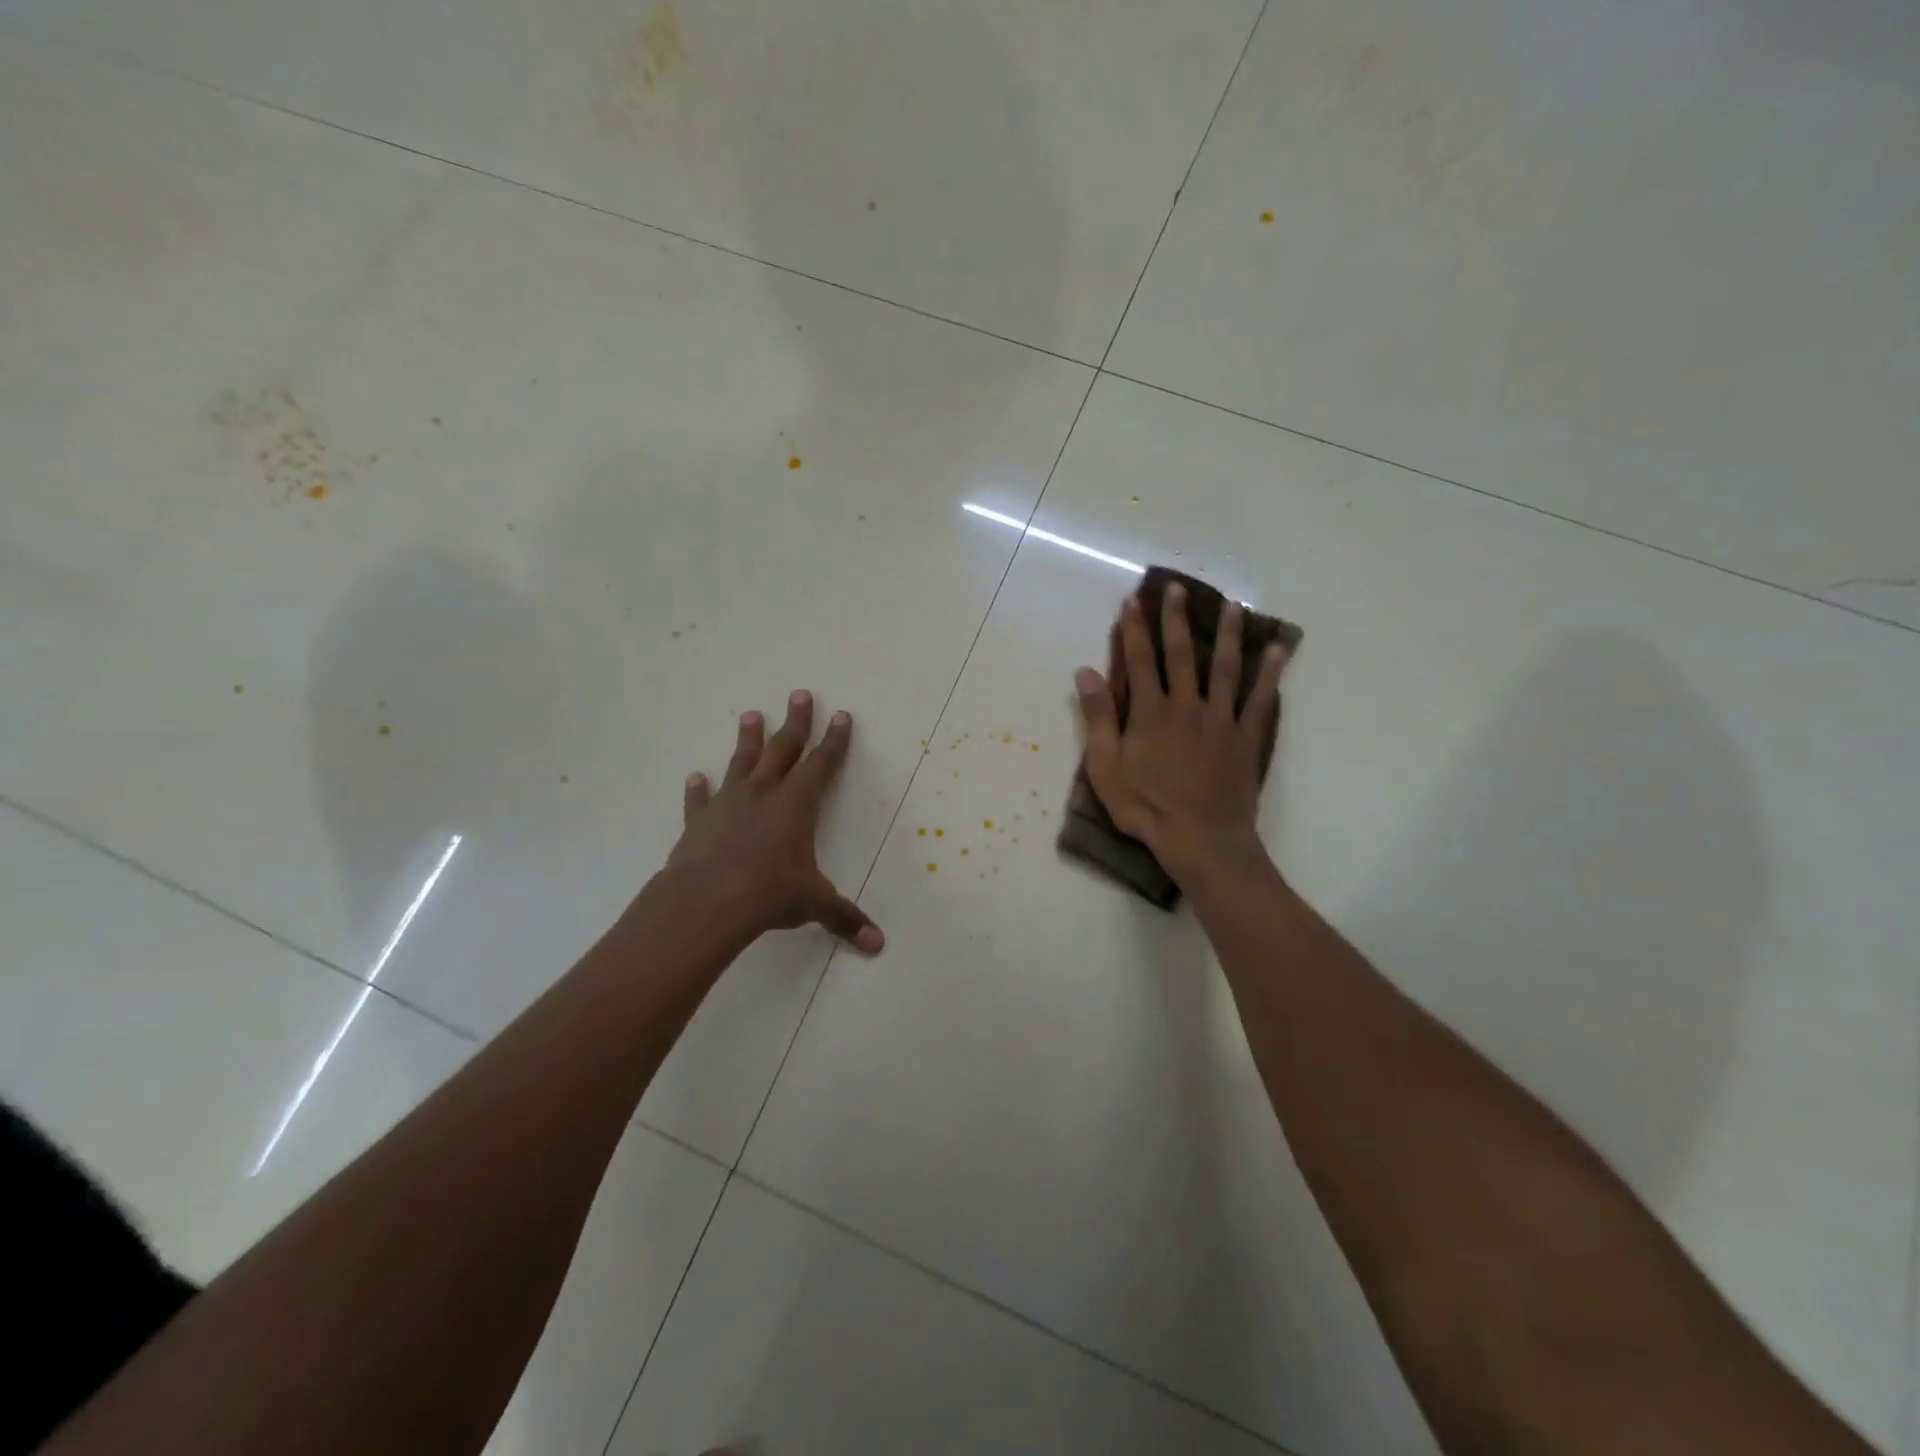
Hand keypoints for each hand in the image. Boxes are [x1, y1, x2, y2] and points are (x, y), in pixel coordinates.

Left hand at [668, 691, 883, 953]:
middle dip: (795, 722)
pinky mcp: (698, 822)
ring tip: (750, 714)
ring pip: (741, 762)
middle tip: (799, 694)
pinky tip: (695, 777)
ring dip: (748, 739)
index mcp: (796, 804)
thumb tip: (878, 945)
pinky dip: (698, 789)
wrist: (707, 901)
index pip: (821, 764)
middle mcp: (764, 793)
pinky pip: (700, 800)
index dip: (834, 741)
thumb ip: (844, 918)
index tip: (840, 715)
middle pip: (783, 748)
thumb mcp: (813, 903)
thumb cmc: (768, 893)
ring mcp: (728, 803)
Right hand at [1073, 585, 1284, 885]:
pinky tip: (1277, 651)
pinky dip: (1269, 674)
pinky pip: (1260, 700)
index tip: (1133, 601)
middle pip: (1182, 654)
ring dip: (1227, 634)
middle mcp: (1186, 705)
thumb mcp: (1105, 766)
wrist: (1200, 838)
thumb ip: (1097, 717)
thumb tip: (1086, 672)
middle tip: (1176, 588)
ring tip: (1233, 605)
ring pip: (1224, 668)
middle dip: (1176, 619)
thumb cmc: (1145, 806)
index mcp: (1150, 712)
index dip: (1135, 629)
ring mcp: (1220, 719)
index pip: (1140, 660)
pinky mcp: (1245, 737)